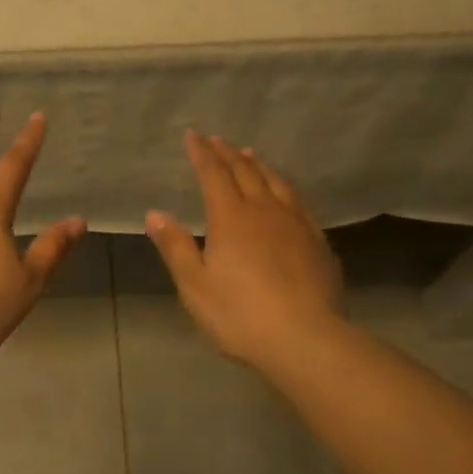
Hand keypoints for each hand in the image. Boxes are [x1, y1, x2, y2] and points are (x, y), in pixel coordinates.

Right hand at [145, 131, 343, 371]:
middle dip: (228, 154)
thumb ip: (175, 246)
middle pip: (246, 172)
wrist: (305, 338)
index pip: (214, 175)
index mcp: (231, 218)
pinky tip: (285, 193)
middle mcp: (265, 211)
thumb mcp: (195, 285)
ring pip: (276, 182)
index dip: (202, 153)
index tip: (193, 135)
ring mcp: (296, 224)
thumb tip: (155, 213)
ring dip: (259, 165)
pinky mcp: (317, 242)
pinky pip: (298, 201)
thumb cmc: (239, 314)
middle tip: (218, 140)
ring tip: (250, 155)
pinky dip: (284, 187)